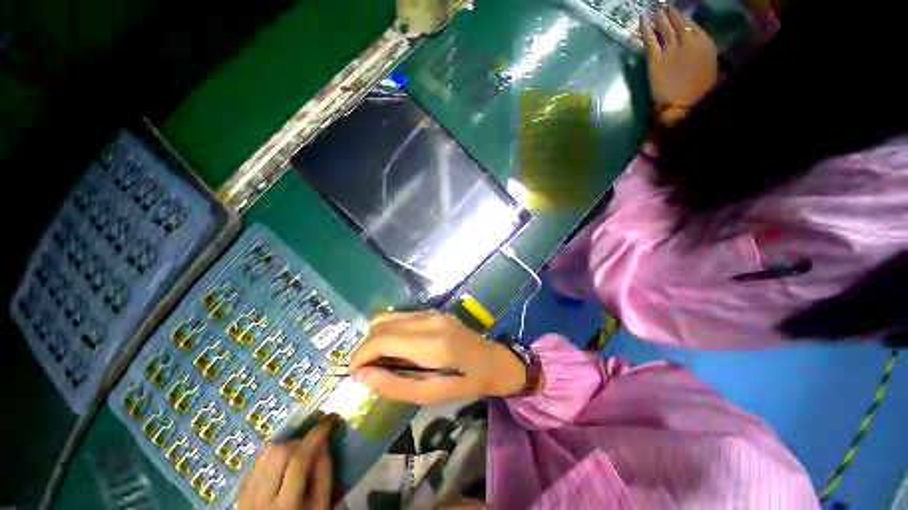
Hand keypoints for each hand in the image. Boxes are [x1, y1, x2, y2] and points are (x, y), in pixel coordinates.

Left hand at [237, 419, 333, 509]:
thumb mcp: (320, 506)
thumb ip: (324, 475)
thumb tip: (324, 442)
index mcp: (286, 504)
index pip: (299, 460)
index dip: (314, 437)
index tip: (326, 424)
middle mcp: (261, 498)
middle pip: (277, 452)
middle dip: (296, 443)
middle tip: (308, 447)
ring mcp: (246, 494)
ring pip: (263, 453)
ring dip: (282, 447)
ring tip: (293, 456)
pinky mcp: (239, 491)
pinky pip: (254, 462)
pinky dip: (270, 457)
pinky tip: (278, 465)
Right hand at [348, 312, 526, 404]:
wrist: (491, 359)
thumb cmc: (464, 382)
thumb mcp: (430, 394)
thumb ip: (394, 384)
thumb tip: (361, 375)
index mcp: (430, 343)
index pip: (382, 339)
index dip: (360, 355)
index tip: (353, 373)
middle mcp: (427, 320)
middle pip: (380, 325)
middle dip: (365, 347)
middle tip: (366, 370)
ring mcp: (430, 312)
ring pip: (387, 317)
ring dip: (375, 338)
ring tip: (380, 360)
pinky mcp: (431, 311)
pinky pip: (399, 317)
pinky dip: (388, 331)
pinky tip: (395, 348)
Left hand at [641, 7, 717, 124]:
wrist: (682, 105)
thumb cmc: (699, 91)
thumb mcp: (710, 67)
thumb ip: (702, 51)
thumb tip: (696, 42)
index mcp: (705, 44)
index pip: (692, 25)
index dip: (683, 17)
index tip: (677, 11)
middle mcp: (689, 42)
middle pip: (678, 22)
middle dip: (670, 12)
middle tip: (663, 4)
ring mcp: (671, 50)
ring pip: (664, 28)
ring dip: (659, 16)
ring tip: (655, 7)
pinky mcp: (655, 60)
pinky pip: (650, 40)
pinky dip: (645, 28)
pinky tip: (642, 19)